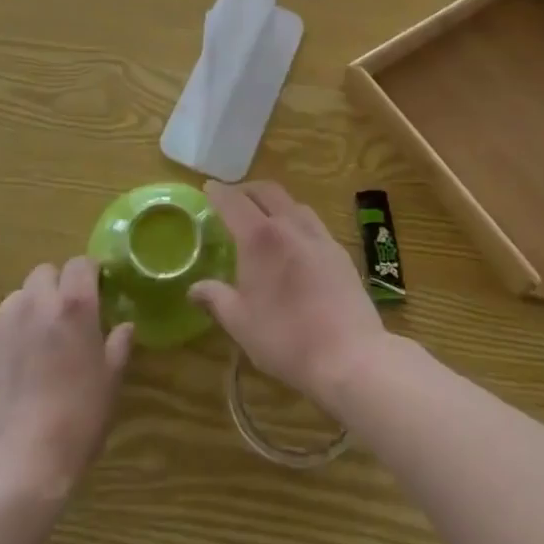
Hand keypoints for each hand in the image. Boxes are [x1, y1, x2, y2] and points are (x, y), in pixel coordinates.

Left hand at [0, 257, 134, 496]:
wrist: (19, 463)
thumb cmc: (78, 419)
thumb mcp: (111, 382)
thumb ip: (118, 346)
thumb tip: (124, 327)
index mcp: (74, 305)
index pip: (81, 263)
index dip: (90, 274)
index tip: (97, 292)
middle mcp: (36, 303)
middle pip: (45, 273)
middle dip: (57, 286)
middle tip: (67, 318)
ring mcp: (3, 325)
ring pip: (18, 297)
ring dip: (31, 308)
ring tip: (39, 342)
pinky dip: (10, 335)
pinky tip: (16, 369)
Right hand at [188, 181, 386, 416]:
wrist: (349, 355)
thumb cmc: (285, 339)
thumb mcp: (240, 323)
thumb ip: (216, 299)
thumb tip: (193, 289)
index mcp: (260, 238)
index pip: (234, 202)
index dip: (218, 193)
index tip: (208, 188)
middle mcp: (290, 225)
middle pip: (267, 191)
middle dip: (247, 190)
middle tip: (233, 200)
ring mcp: (320, 236)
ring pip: (293, 203)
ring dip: (274, 202)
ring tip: (264, 218)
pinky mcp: (339, 252)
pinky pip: (313, 223)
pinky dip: (296, 221)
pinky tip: (295, 243)